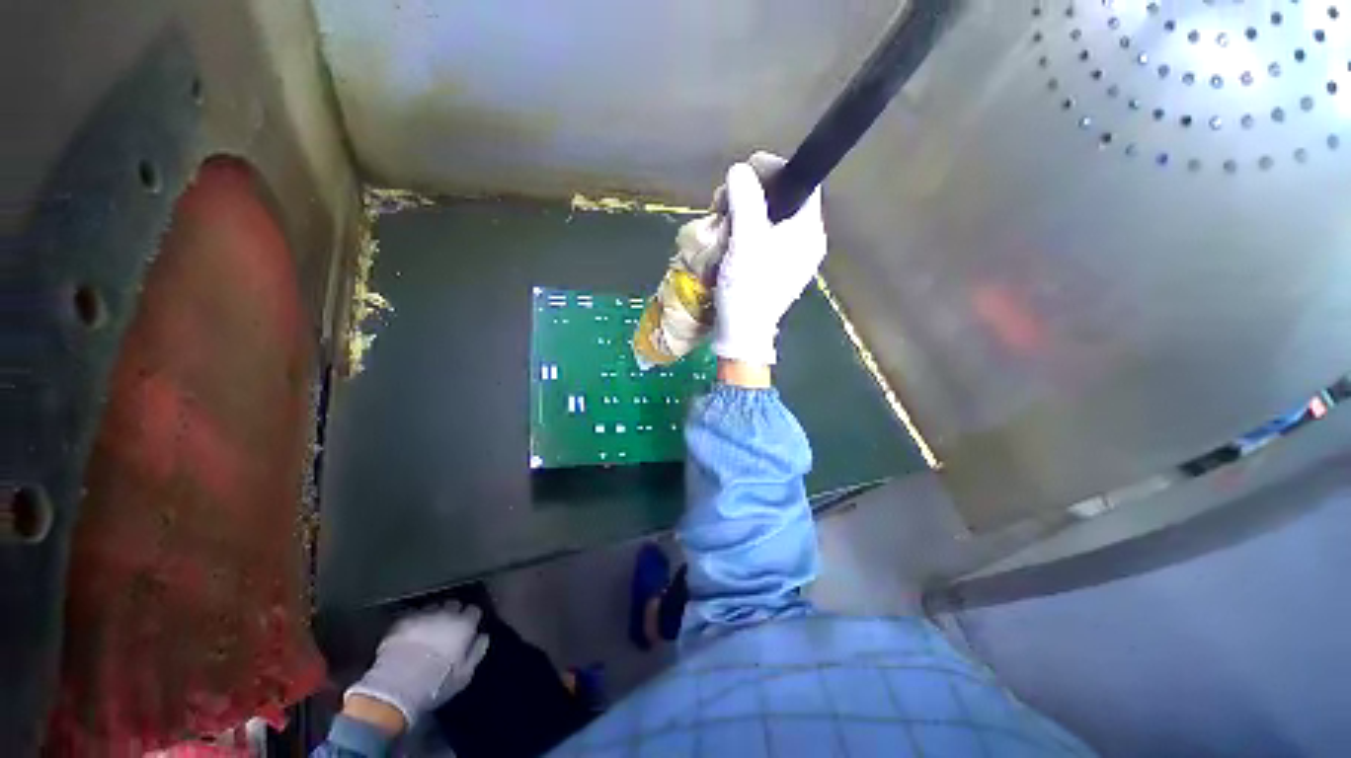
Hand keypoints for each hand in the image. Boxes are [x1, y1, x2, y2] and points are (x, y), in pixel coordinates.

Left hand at [345, 602, 489, 726]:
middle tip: (448, 629)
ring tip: (429, 631)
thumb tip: (483, 638)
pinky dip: (415, 622)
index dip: (471, 619)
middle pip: (454, 605)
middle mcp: (446, 613)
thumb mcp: (464, 675)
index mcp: (464, 624)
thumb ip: (476, 652)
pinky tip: (412, 634)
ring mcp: (423, 615)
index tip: (468, 629)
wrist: (396, 687)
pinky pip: (413, 615)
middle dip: (453, 613)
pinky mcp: (402, 621)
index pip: (474, 611)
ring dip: (434, 616)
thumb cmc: (436, 683)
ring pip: (434, 607)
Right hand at [712, 152, 826, 367]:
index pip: (801, 182)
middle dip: (752, 195)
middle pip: (783, 200)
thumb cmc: (747, 287)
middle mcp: (806, 242)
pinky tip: (728, 239)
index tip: (745, 170)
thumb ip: (745, 200)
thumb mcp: (745, 240)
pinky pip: (763, 240)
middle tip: (725, 201)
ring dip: (744, 215)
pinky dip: (745, 233)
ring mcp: (791, 258)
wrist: (743, 333)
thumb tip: (740, 170)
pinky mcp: (776, 270)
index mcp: (808, 231)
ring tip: (722, 221)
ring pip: (770, 220)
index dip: (774, 169)